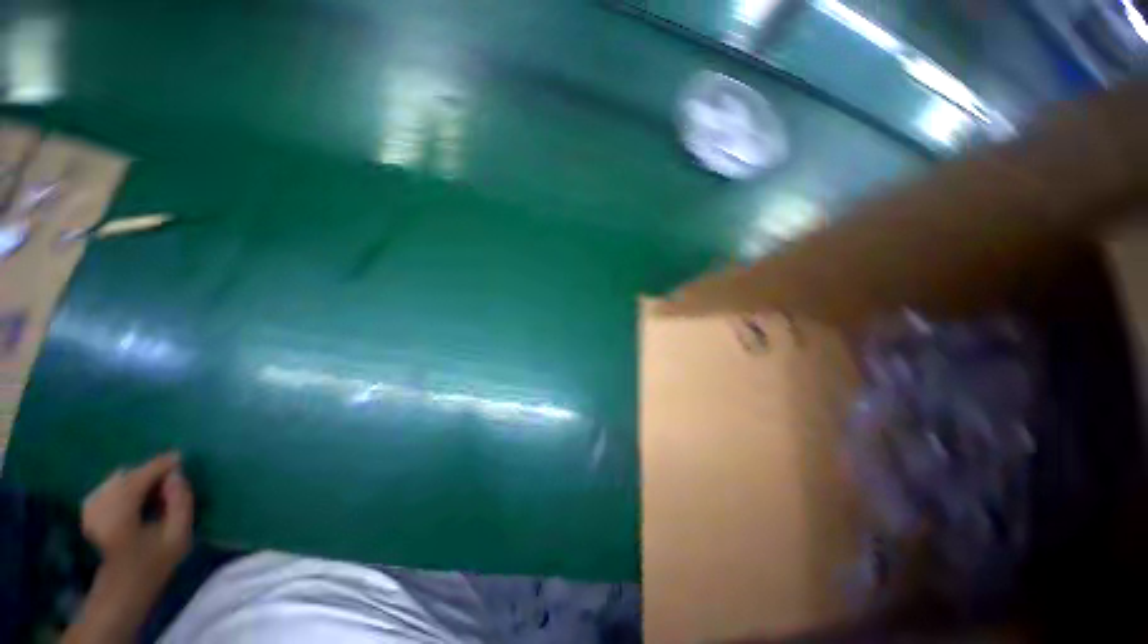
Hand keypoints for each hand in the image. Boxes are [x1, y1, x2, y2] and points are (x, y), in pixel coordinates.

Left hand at [81, 452, 193, 581]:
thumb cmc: (152, 565)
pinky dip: (124, 485)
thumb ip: (181, 503)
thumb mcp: (178, 537)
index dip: (161, 465)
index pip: (140, 477)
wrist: (120, 591)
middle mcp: (100, 504)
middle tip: (171, 476)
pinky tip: (134, 495)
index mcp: (120, 512)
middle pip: (127, 476)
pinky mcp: (88, 512)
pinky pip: (107, 488)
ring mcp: (90, 508)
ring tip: (156, 486)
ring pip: (117, 480)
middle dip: (149, 472)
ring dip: (137, 479)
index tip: (181, 458)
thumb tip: (177, 476)